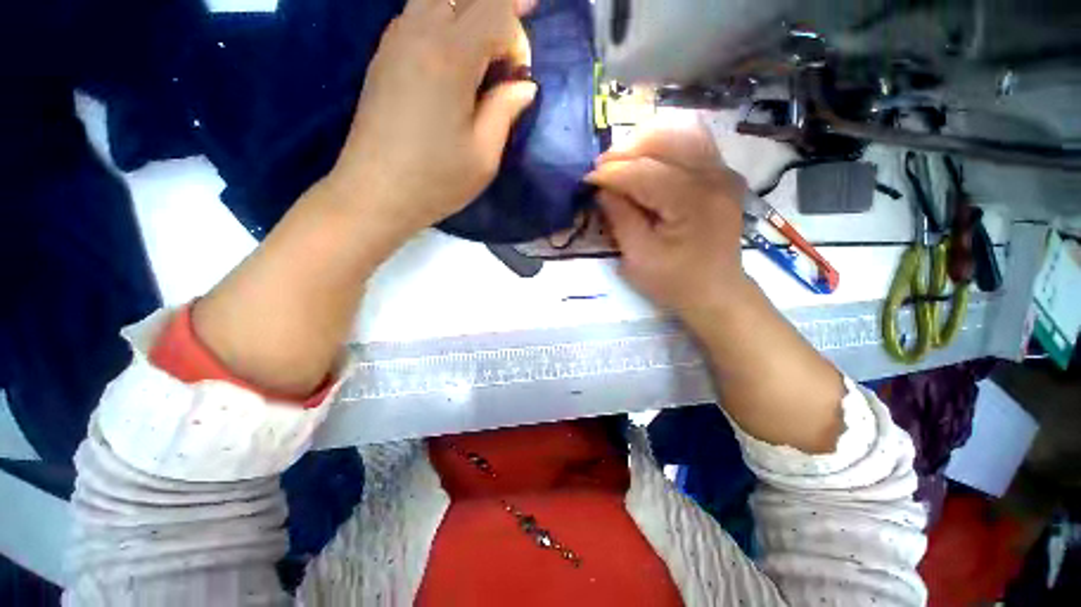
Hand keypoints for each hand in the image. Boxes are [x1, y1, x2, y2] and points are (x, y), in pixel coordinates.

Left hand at [325, 0, 536, 240]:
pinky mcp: (384, 56)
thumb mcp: (484, 156)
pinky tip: (456, 46)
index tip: (519, 75)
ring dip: (469, 8)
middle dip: (498, 5)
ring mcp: (395, 41)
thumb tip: (525, 84)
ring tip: (490, 34)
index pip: (494, 11)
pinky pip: (417, 14)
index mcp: (449, 57)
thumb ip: (505, 110)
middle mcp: (419, 33)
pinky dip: (444, 17)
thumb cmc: (435, 180)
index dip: (517, 36)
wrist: (375, 193)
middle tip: (522, 12)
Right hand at [586, 116, 749, 317]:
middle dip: (626, 150)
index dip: (611, 172)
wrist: (716, 292)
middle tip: (602, 170)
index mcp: (692, 202)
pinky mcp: (722, 174)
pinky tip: (648, 160)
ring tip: (622, 162)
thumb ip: (620, 218)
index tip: (586, 179)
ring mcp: (723, 171)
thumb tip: (602, 188)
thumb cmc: (675, 282)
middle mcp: (714, 176)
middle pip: (666, 138)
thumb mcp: (638, 257)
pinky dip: (665, 143)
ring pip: (681, 130)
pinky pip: (693, 141)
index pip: (644, 171)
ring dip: (645, 141)